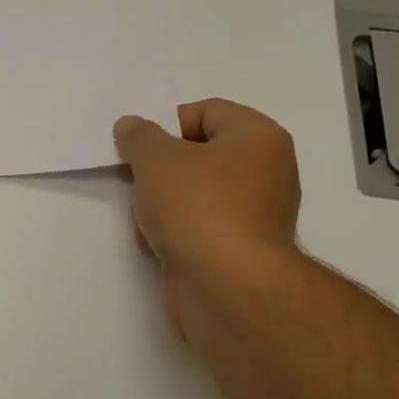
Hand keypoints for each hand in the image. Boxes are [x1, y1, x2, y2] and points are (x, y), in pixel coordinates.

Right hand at [113, 99, 300, 335]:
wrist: (225, 286)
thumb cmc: (198, 206)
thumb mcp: (156, 158)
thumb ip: (139, 136)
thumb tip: (131, 126)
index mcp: (259, 138)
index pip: (208, 112)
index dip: (167, 123)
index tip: (137, 146)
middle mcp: (266, 173)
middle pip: (200, 155)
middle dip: (161, 168)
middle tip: (134, 178)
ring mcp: (255, 216)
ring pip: (195, 195)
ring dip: (162, 203)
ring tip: (145, 217)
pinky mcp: (239, 252)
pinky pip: (199, 228)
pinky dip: (175, 233)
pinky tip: (156, 245)